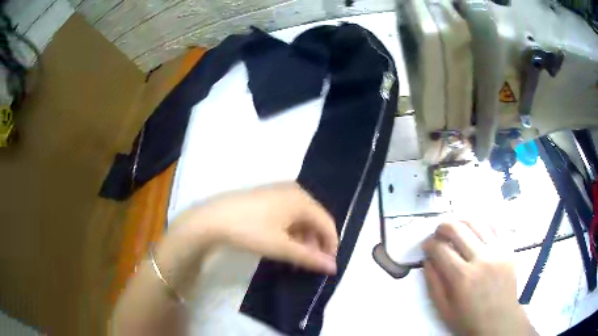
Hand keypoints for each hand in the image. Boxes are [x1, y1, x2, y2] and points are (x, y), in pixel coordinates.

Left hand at [173, 182, 338, 274]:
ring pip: (300, 218)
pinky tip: (282, 245)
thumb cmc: (251, 230)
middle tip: (309, 263)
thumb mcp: (282, 247)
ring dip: (302, 239)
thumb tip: (333, 267)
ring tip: (295, 258)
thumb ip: (309, 257)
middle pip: (314, 219)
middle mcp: (294, 191)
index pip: (327, 223)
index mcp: (302, 200)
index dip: (331, 245)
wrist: (212, 218)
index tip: (327, 265)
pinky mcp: (266, 197)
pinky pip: (287, 215)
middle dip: (315, 243)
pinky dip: (289, 232)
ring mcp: (278, 193)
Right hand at [423, 220, 536, 335]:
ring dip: (461, 221)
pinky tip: (476, 230)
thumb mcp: (444, 309)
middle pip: (458, 229)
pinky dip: (482, 224)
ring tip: (455, 227)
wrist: (499, 321)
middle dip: (443, 227)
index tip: (426, 246)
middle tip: (438, 232)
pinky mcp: (508, 249)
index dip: (429, 244)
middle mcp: (481, 259)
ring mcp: (497, 251)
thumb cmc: (469, 320)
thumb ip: (433, 283)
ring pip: (477, 223)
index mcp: (462, 277)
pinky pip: (495, 227)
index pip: (441, 249)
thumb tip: (427, 260)